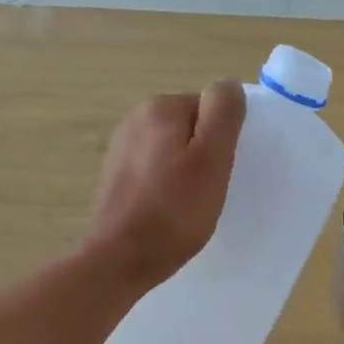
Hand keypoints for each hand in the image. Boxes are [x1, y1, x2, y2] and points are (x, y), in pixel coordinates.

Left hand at [86, 83, 245, 289]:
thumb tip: (228, 85)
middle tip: (210, 191)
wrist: (121, 258)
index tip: (222, 172)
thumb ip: (224, 113)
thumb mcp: (212, 159)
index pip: (210, 108)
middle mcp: (135, 118)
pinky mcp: (116, 175)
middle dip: (204, 154)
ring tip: (191, 204)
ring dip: (186, 171)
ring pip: (173, 150)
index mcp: (160, 108)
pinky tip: (169, 211)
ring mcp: (121, 147)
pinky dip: (167, 186)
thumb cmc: (174, 211)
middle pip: (191, 127)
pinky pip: (155, 170)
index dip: (223, 140)